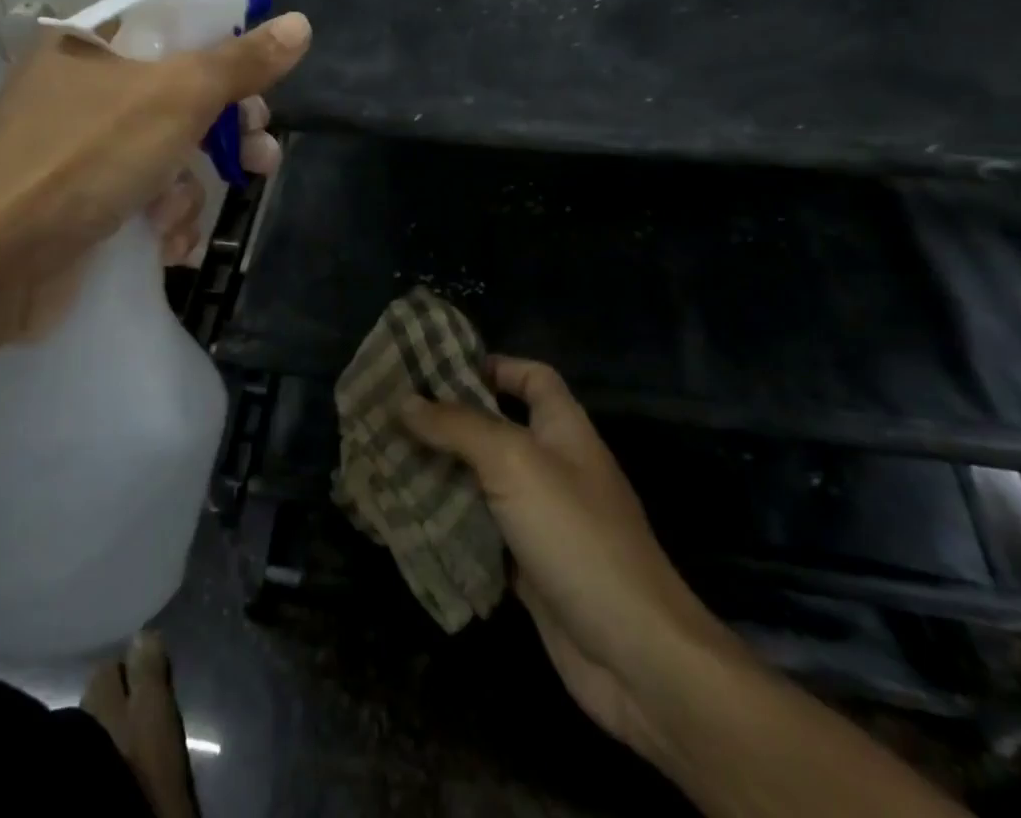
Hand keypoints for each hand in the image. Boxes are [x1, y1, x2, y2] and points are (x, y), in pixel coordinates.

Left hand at [0, 10, 311, 354]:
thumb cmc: (86, 158)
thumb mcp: (176, 98)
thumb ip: (240, 62)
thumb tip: (300, 24)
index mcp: (93, 45)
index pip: (178, 28)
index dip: (229, 52)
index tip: (265, 86)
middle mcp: (82, 89)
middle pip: (180, 95)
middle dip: (225, 133)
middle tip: (261, 156)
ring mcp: (78, 149)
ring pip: (166, 153)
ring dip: (190, 188)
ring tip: (186, 220)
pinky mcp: (78, 203)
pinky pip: (141, 196)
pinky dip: (162, 218)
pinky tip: (168, 245)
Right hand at [400, 358, 725, 749]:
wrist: (634, 654)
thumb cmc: (576, 534)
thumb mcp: (514, 462)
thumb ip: (458, 427)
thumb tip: (405, 400)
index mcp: (563, 429)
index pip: (531, 377)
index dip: (492, 366)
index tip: (437, 368)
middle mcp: (554, 467)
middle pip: (496, 429)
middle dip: (448, 422)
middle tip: (392, 415)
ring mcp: (542, 520)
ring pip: (483, 482)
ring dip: (441, 474)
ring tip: (386, 460)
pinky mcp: (528, 567)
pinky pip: (481, 532)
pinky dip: (449, 524)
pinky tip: (407, 519)